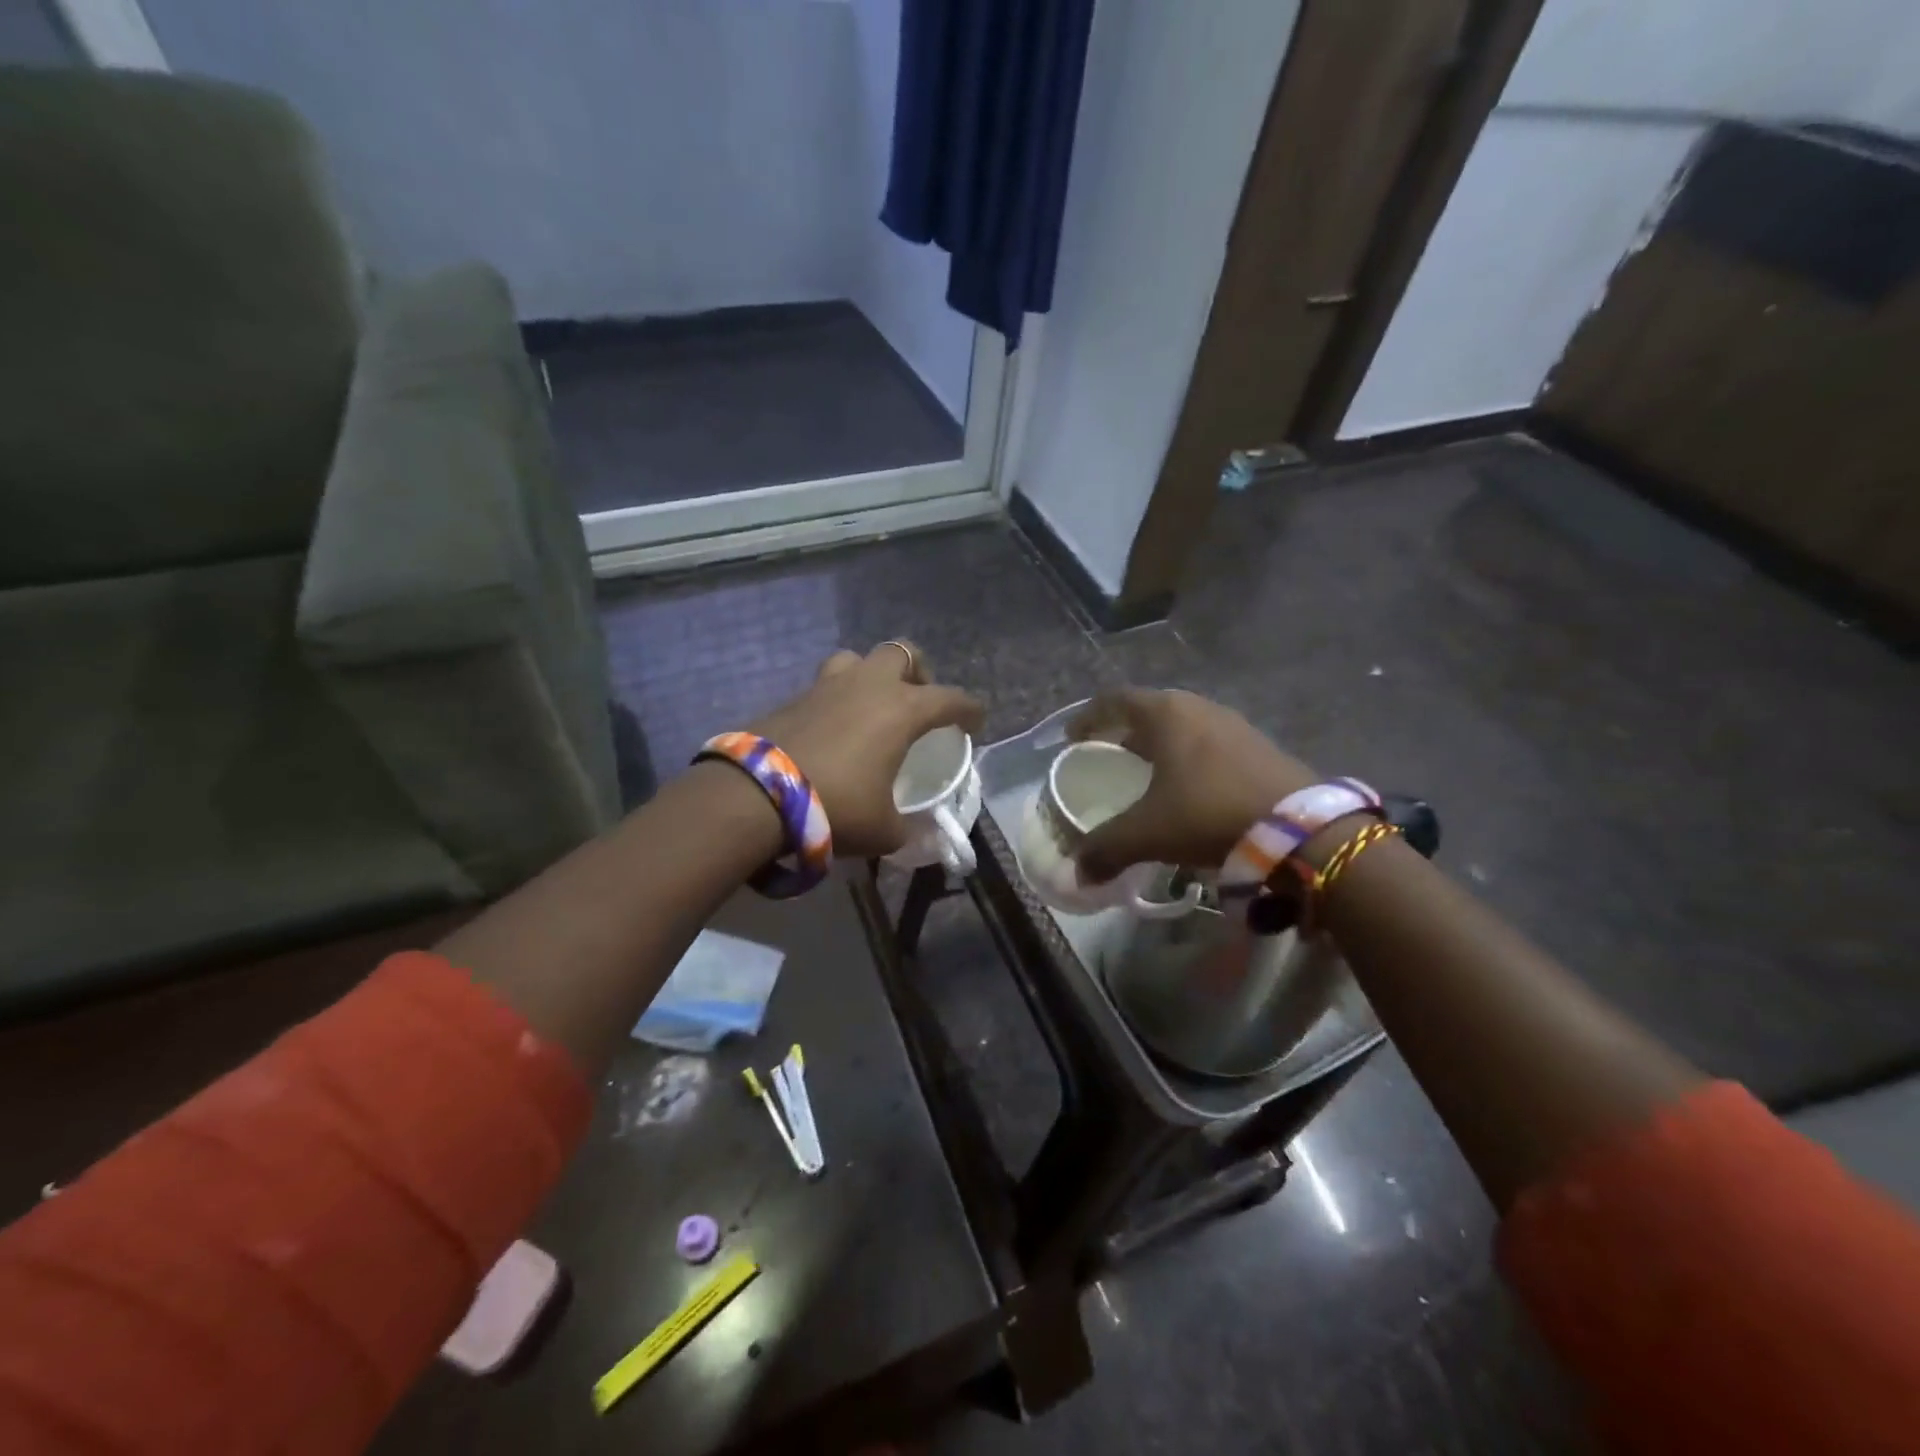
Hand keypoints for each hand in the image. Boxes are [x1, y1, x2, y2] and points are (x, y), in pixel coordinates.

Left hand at [751, 642, 982, 857]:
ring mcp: (827, 686)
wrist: (757, 795)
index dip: (969, 709)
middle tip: (917, 701)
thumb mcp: (884, 830)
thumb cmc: (837, 806)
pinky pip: (825, 686)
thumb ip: (907, 828)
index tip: (975, 723)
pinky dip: (836, 700)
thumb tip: (915, 833)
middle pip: (902, 653)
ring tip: (871, 707)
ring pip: (857, 659)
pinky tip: (832, 730)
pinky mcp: (793, 697)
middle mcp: (868, 686)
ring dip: (871, 676)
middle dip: (917, 672)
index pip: (950, 698)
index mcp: (902, 709)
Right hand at [1066, 688, 1315, 881]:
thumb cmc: (1208, 813)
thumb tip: (1078, 873)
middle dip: (1124, 733)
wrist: (1300, 831)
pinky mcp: (1260, 747)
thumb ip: (1106, 849)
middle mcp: (1199, 708)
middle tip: (1108, 757)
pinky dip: (1189, 759)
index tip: (1073, 738)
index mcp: (1166, 714)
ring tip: (1146, 774)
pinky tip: (1189, 790)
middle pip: (1150, 711)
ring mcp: (1234, 725)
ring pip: (1183, 727)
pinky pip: (1210, 744)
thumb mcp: (1148, 833)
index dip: (1088, 717)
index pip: (1115, 700)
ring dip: (1160, 746)